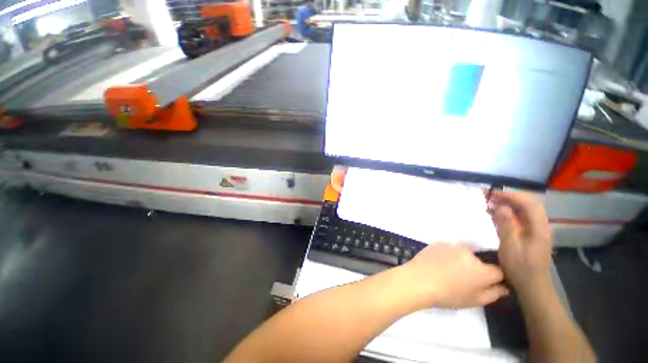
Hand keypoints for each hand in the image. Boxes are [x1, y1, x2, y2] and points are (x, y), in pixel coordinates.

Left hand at [400, 243, 507, 308]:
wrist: (419, 279)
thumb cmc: (448, 295)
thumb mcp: (475, 301)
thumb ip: (494, 293)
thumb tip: (504, 287)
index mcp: (483, 269)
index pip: (498, 271)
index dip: (493, 278)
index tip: (485, 283)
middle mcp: (470, 253)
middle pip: (479, 261)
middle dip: (475, 269)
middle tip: (461, 278)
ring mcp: (453, 245)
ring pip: (463, 253)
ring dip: (460, 260)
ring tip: (447, 270)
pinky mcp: (439, 242)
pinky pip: (449, 248)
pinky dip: (447, 254)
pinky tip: (438, 263)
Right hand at [488, 192, 552, 291]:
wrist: (532, 285)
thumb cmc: (520, 268)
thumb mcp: (510, 247)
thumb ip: (506, 226)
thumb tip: (501, 207)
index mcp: (539, 229)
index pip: (529, 205)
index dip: (512, 196)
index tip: (493, 194)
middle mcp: (541, 227)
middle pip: (529, 205)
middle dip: (509, 198)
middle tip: (490, 197)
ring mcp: (537, 231)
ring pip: (525, 211)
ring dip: (509, 205)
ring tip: (491, 204)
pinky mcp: (531, 235)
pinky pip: (521, 219)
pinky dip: (509, 213)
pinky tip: (497, 215)